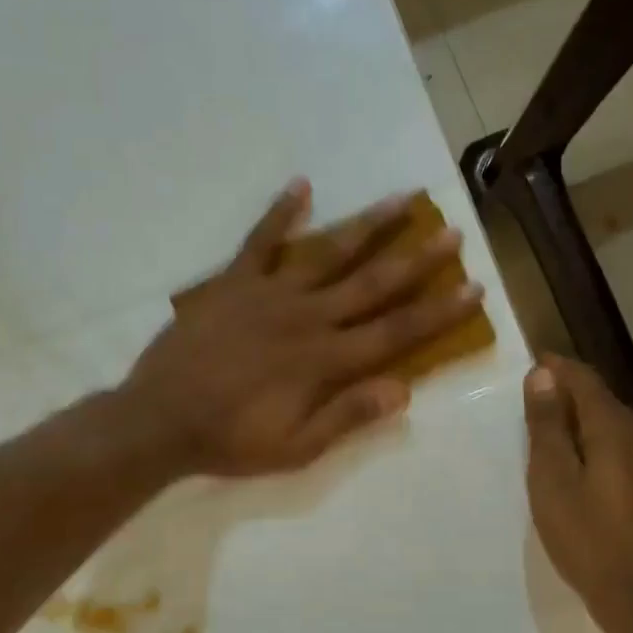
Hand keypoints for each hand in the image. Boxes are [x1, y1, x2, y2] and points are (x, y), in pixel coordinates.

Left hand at [120, 178, 484, 476]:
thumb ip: (348, 416)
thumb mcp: (296, 447)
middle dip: (416, 258)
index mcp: (325, 360)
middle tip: (450, 230)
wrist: (159, 419)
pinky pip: (260, 241)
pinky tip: (302, 185)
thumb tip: (405, 390)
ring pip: (328, 252)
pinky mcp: (233, 283)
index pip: (395, 332)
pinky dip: (279, 213)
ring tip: (402, 199)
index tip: (472, 287)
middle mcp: (306, 317)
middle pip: (372, 283)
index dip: (438, 312)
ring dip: (368, 226)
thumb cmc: (231, 440)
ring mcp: (269, 294)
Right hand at [523, 354, 632, 629]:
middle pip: (604, 402)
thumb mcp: (553, 483)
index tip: (533, 363)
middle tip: (535, 411)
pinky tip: (591, 474)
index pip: (584, 379)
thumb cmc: (589, 541)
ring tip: (558, 443)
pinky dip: (606, 449)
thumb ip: (546, 427)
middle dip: (569, 398)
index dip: (557, 368)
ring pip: (619, 428)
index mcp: (616, 428)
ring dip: (588, 426)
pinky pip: (632, 451)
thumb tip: (542, 376)